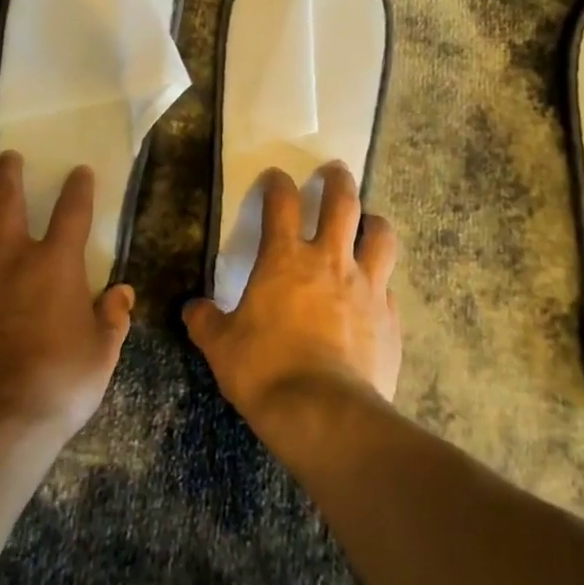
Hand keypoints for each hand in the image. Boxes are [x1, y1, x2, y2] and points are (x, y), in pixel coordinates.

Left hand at [0, 152, 133, 447]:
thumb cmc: (57, 385)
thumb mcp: (101, 354)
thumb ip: (113, 318)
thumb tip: (121, 293)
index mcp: (55, 263)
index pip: (72, 210)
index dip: (79, 186)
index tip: (80, 171)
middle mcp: (8, 256)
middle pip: (4, 196)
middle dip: (8, 171)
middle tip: (9, 158)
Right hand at [183, 163, 399, 437]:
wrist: (324, 413)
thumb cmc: (265, 371)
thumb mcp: (221, 347)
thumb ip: (207, 322)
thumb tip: (193, 310)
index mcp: (285, 260)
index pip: (281, 203)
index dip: (277, 183)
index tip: (276, 177)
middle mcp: (330, 261)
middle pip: (342, 202)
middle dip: (338, 180)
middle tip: (335, 171)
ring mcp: (366, 286)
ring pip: (380, 235)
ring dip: (374, 222)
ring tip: (369, 221)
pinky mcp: (390, 317)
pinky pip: (389, 286)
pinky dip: (381, 280)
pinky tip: (375, 291)